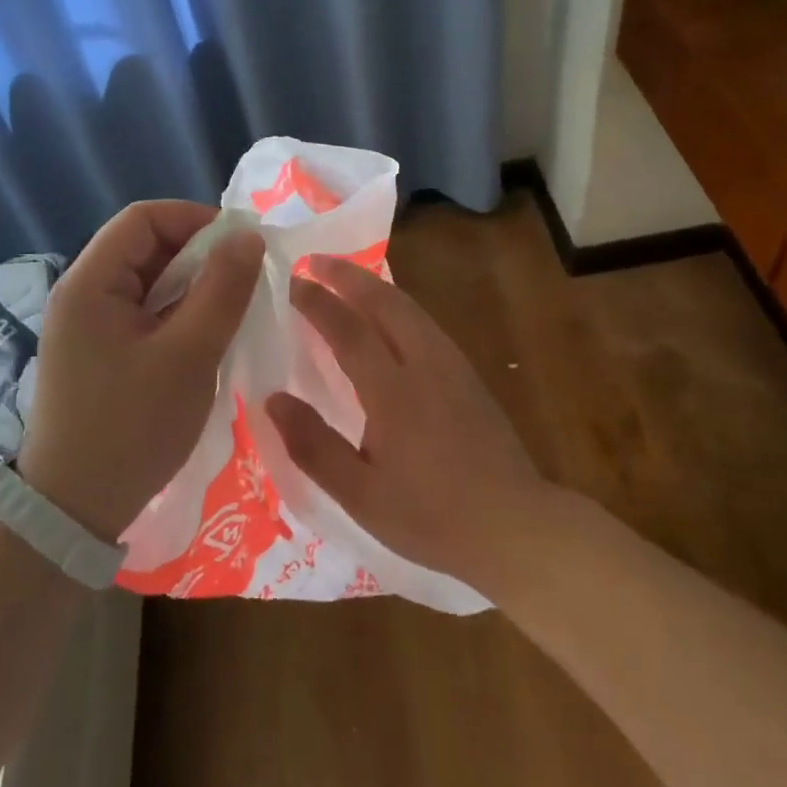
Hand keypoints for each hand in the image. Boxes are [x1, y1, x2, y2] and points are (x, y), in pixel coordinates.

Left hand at [19, 201, 263, 543]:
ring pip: (149, 282)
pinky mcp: (99, 353)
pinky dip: (178, 316)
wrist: (74, 511)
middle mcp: (82, 294)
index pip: (144, 218)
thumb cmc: (132, 427)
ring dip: (192, 288)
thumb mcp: (189, 355)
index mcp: (90, 282)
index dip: (196, 220)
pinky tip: (206, 339)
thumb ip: (222, 290)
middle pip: (146, 247)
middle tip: (245, 283)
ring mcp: (88, 325)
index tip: (242, 246)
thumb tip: (248, 236)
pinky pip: (144, 314)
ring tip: (231, 312)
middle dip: (199, 256)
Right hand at [269, 255, 548, 586]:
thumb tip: (272, 399)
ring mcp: (451, 365)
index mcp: (393, 391)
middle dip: (347, 275)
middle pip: (384, 302)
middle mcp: (424, 364)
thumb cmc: (431, 516)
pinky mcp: (468, 375)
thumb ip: (313, 445)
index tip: (291, 282)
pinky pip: (424, 322)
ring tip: (346, 279)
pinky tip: (388, 316)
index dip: (317, 301)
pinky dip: (397, 304)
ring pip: (409, 307)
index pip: (348, 329)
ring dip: (374, 286)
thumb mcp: (361, 495)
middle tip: (314, 261)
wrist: (514, 525)